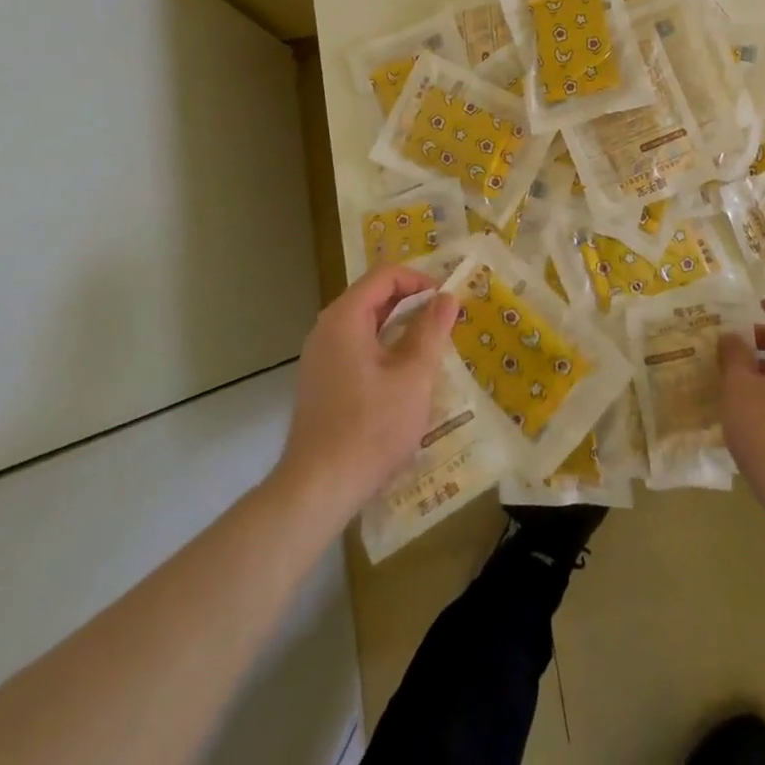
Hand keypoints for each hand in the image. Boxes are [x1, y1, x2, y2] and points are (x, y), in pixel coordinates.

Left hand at [276, 265, 457, 525]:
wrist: (317, 489)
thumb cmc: (370, 428)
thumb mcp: (413, 377)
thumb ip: (431, 331)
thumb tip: (446, 297)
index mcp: (345, 317)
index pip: (385, 275)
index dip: (420, 280)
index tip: (448, 300)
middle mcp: (326, 328)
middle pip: (373, 296)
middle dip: (412, 302)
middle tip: (445, 322)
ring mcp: (319, 356)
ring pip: (365, 324)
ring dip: (400, 327)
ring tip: (431, 347)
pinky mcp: (320, 381)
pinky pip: (356, 347)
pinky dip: (383, 348)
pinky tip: (404, 376)